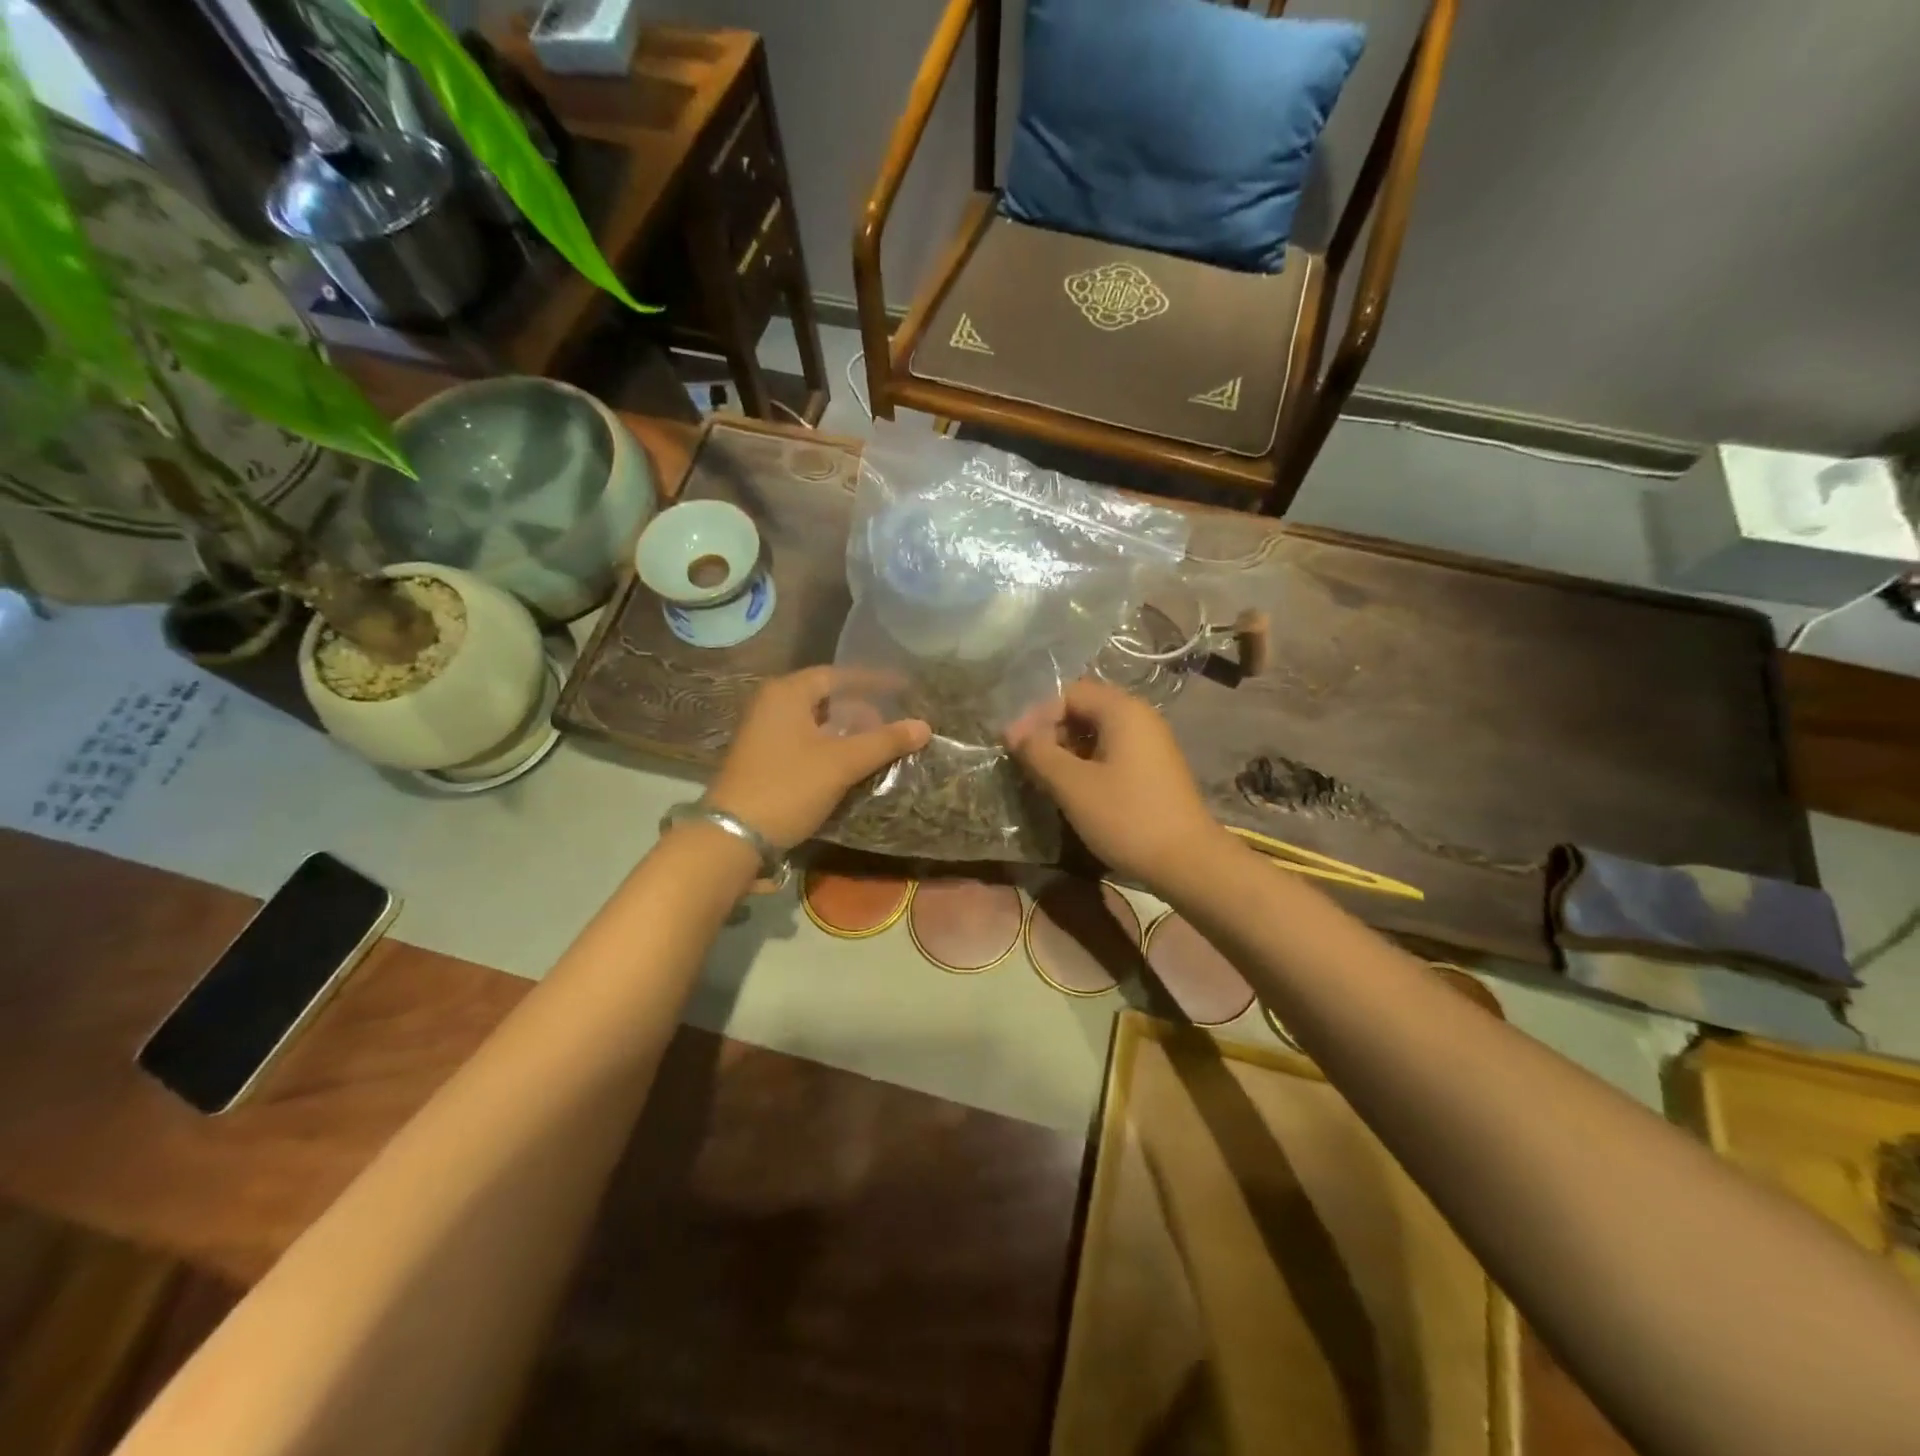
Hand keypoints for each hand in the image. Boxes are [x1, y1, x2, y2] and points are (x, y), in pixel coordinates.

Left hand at [707, 667, 930, 849]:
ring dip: (845, 729)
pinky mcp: (762, 757)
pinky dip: (828, 745)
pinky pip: (803, 739)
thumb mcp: (842, 763)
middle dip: (860, 708)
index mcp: (787, 693)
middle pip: (825, 697)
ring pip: (814, 721)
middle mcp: (771, 704)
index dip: (872, 681)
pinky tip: (847, 763)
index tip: (902, 688)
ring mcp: (763, 731)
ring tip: (874, 744)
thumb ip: (884, 742)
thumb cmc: (789, 787)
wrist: (734, 835)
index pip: (837, 675)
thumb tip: (925, 726)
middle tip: (889, 723)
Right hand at [1005, 678, 1225, 888]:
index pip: (1068, 693)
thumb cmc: (1126, 817)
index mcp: (1123, 710)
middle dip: (1050, 732)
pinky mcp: (1153, 769)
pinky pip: (1111, 752)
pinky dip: (1086, 763)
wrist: (1187, 861)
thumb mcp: (1073, 785)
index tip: (1013, 746)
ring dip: (1066, 750)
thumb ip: (1038, 753)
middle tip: (1026, 762)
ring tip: (1044, 778)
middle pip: (1083, 710)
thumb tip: (1012, 733)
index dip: (1035, 716)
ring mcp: (1150, 743)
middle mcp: (1140, 717)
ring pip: (1096, 733)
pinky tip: (1072, 790)